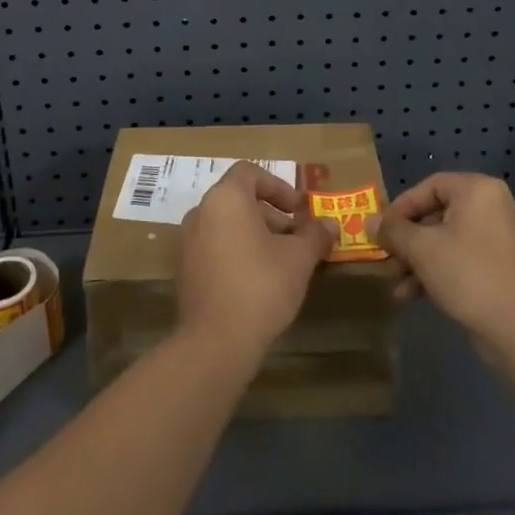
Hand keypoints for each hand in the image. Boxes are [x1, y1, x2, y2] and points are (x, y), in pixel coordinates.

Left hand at [177, 162, 337, 363]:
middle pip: (238, 199)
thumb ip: (315, 234)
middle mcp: (201, 212)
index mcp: (225, 198)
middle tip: (296, 239)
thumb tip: (330, 224)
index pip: (250, 173)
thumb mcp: (299, 258)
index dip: (278, 186)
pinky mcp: (185, 268)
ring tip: (282, 262)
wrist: (216, 341)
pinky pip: (214, 246)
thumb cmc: (261, 285)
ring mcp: (188, 241)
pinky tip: (258, 280)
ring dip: (255, 234)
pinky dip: (236, 251)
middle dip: (271, 215)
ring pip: (226, 224)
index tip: (298, 210)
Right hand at [371, 172, 514, 353]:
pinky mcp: (504, 269)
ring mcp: (502, 240)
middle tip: (386, 260)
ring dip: (418, 261)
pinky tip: (414, 297)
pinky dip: (439, 272)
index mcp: (479, 191)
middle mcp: (494, 207)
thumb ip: (393, 231)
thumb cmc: (469, 274)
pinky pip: (463, 260)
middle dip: (407, 241)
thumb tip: (370, 221)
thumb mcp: (422, 249)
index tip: (382, 231)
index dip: (401, 207)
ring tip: (396, 286)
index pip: (430, 186)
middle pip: (437, 215)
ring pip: (448, 241)